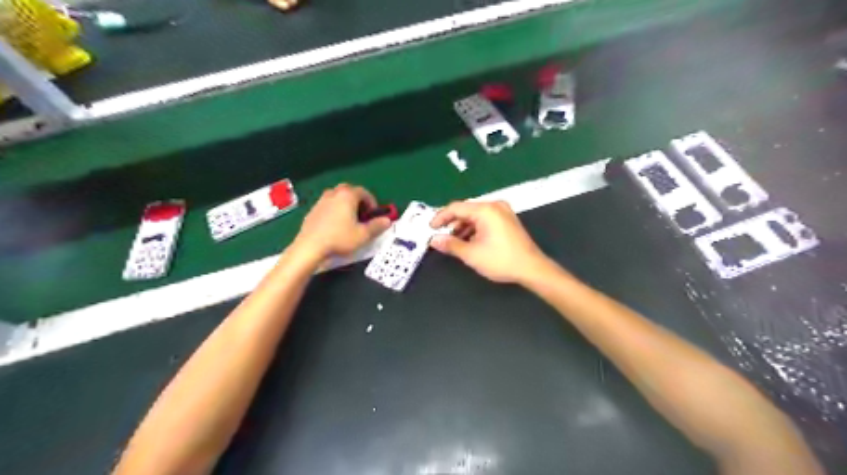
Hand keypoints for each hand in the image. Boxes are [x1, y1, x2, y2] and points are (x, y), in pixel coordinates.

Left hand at [294, 184, 392, 260]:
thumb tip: (387, 220)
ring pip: (336, 197)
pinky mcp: (312, 211)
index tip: (374, 214)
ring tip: (349, 219)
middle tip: (362, 214)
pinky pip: (327, 206)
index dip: (372, 202)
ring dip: (345, 204)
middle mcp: (333, 194)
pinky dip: (334, 211)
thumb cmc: (340, 238)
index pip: (364, 192)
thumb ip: (377, 226)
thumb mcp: (363, 235)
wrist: (310, 247)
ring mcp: (321, 202)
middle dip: (358, 200)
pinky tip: (335, 226)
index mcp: (347, 196)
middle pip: (348, 190)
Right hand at [430, 201, 550, 285]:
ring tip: (453, 242)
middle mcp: (494, 206)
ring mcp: (503, 212)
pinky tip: (469, 241)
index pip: (456, 208)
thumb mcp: (472, 254)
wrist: (532, 268)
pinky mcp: (507, 220)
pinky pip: (485, 220)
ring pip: (475, 216)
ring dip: (463, 227)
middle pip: (466, 210)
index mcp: (485, 210)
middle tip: (440, 236)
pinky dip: (474, 229)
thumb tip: (434, 240)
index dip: (440, 217)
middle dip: (452, 223)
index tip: (430, 228)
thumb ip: (451, 244)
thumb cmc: (501, 260)